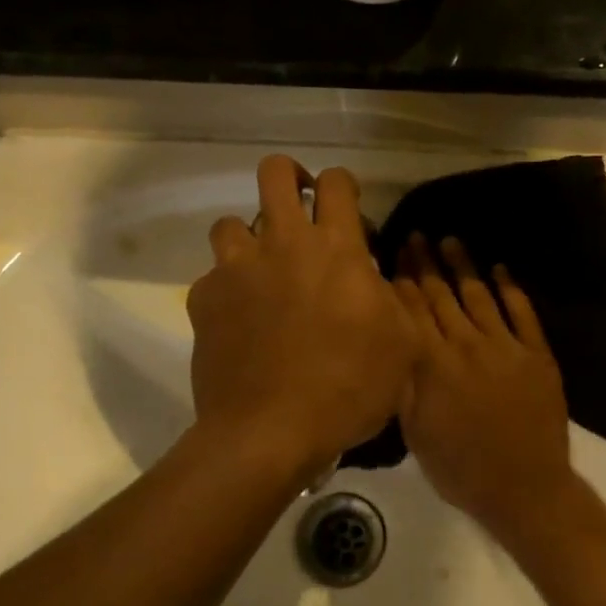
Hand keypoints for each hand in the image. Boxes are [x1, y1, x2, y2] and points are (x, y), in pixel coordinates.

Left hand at [187, 156, 416, 482]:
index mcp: (335, 249)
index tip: (350, 212)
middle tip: (301, 207)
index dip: (344, 186)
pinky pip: (213, 277)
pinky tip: (240, 320)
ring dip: (250, 237)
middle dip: (290, 177)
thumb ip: (390, 299)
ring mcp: (236, 270)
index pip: (337, 182)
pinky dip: (228, 289)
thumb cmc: (348, 389)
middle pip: (275, 173)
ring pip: (230, 222)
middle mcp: (282, 244)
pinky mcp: (203, 300)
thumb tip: (370, 278)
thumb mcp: (401, 345)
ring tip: (264, 270)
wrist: (270, 432)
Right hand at [394, 235, 577, 541]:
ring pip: (479, 295)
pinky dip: (511, 288)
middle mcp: (466, 345)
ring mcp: (506, 346)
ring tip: (449, 239)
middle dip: (424, 263)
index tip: (391, 253)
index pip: (411, 311)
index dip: (399, 280)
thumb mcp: (414, 432)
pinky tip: (500, 268)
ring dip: (463, 265)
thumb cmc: (459, 468)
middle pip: (441, 295)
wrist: (524, 488)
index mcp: (433, 364)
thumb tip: (388, 341)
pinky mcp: (537, 355)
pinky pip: (523, 312)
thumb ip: (401, 383)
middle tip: (415, 234)